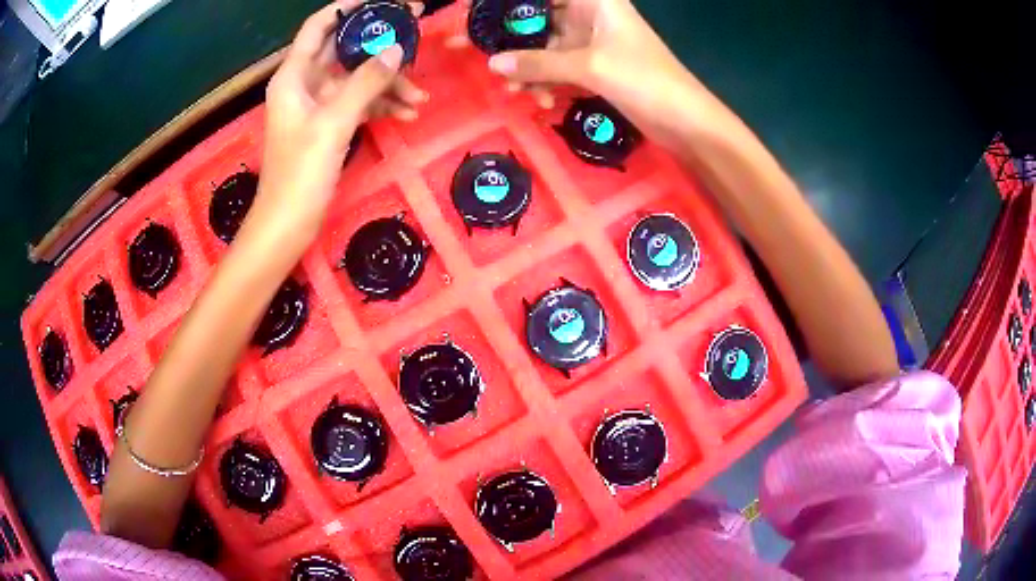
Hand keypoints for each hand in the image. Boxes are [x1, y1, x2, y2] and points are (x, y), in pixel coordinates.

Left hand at [255, 1, 427, 234]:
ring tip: (418, 99)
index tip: (381, 1)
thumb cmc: (300, 173)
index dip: (347, 8)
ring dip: (387, 85)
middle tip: (416, 32)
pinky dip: (380, 106)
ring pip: (356, 80)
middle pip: (344, 50)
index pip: (319, 27)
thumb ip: (365, 83)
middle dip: (379, 44)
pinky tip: (405, 115)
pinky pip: (358, 104)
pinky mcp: (328, 126)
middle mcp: (304, 84)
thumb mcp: (334, 123)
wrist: (287, 224)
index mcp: (293, 77)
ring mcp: (317, 106)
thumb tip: (396, 49)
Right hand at [482, 0, 729, 148]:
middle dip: (512, 41)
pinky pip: (560, 69)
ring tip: (512, 91)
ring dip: (529, 69)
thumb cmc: (644, 79)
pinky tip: (540, 100)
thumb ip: (538, 64)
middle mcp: (590, 16)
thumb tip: (492, 64)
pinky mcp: (596, 68)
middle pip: (539, 20)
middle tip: (481, 57)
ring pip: (547, 49)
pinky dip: (548, 83)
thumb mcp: (588, 66)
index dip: (511, 6)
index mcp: (594, 2)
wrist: (686, 121)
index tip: (479, 17)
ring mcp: (593, 43)